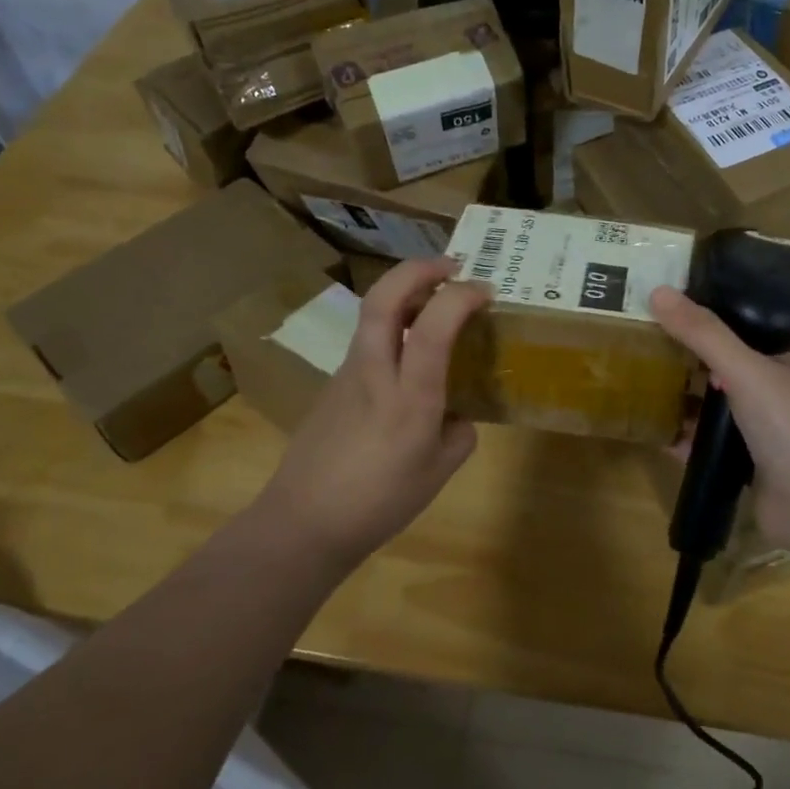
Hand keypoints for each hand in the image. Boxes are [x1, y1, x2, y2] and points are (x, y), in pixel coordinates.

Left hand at [259, 258, 488, 563]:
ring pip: (372, 313)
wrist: (303, 522)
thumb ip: (458, 434)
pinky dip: (393, 328)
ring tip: (435, 304)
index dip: (461, 297)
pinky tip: (409, 356)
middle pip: (384, 297)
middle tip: (451, 267)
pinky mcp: (333, 384)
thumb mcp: (438, 472)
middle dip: (419, 269)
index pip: (434, 326)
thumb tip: (455, 415)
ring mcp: (348, 374)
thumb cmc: (379, 502)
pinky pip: (368, 341)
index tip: (485, 291)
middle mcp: (375, 372)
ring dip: (404, 293)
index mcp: (409, 397)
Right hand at [649, 284, 789, 555]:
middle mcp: (785, 387)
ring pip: (720, 403)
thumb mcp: (747, 370)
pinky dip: (687, 437)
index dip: (718, 308)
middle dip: (693, 354)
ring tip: (644, 378)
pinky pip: (712, 441)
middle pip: (731, 361)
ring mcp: (768, 427)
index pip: (754, 320)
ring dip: (688, 396)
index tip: (676, 299)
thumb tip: (658, 291)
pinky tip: (655, 431)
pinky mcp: (751, 462)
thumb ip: (703, 334)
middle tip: (648, 336)